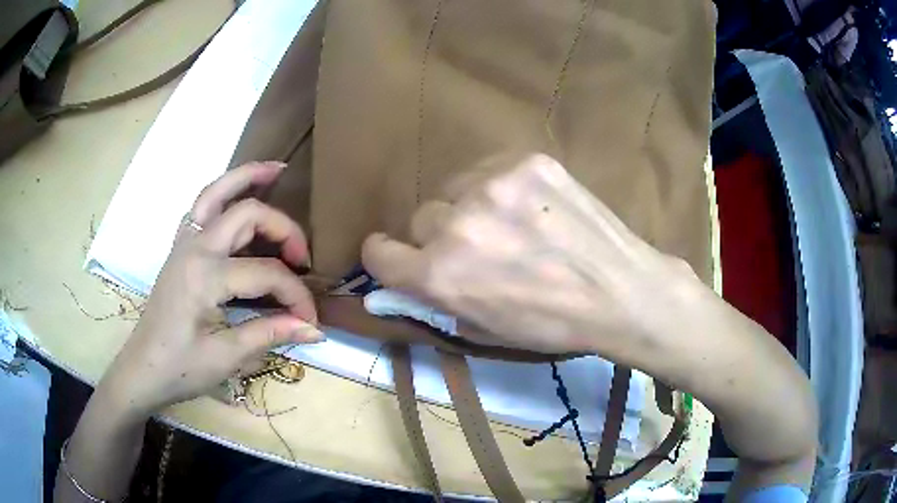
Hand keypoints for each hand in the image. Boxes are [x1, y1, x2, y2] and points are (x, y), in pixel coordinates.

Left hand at [98, 162, 322, 417]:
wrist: (143, 369)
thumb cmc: (181, 368)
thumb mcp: (227, 358)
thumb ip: (270, 334)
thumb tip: (314, 328)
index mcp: (205, 276)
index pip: (267, 273)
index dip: (296, 295)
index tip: (309, 319)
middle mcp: (194, 247)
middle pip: (247, 214)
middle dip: (283, 229)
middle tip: (303, 255)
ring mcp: (183, 242)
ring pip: (216, 192)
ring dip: (247, 177)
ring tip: (276, 170)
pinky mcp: (179, 247)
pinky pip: (202, 207)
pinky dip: (223, 192)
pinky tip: (237, 198)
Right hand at [362, 154, 704, 356]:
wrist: (619, 291)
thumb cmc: (551, 324)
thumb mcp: (482, 330)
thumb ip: (435, 301)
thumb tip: (402, 280)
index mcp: (441, 276)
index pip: (378, 253)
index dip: (386, 256)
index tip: (397, 256)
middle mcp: (458, 226)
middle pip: (421, 218)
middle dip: (441, 237)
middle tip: (479, 249)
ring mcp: (494, 185)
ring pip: (453, 189)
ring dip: (469, 207)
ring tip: (509, 224)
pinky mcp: (526, 161)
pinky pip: (488, 169)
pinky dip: (498, 187)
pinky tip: (530, 206)